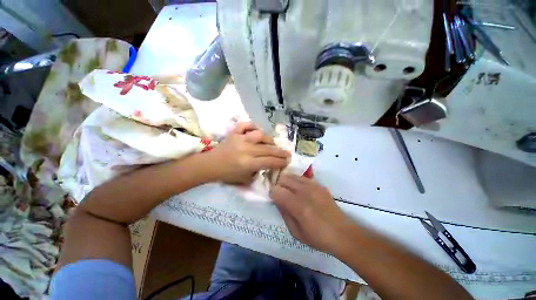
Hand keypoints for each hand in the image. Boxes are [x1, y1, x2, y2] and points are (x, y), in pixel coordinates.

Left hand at [205, 122, 289, 184]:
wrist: (210, 165)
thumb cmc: (227, 174)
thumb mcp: (245, 179)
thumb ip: (259, 171)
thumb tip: (269, 164)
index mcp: (247, 163)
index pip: (269, 161)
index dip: (280, 162)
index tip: (287, 161)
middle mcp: (246, 150)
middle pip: (268, 149)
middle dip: (280, 152)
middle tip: (287, 153)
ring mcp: (240, 139)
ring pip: (260, 135)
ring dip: (269, 139)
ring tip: (272, 143)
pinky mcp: (234, 133)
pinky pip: (246, 125)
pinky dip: (253, 126)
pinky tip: (256, 131)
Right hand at [269, 174, 355, 254]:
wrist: (343, 233)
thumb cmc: (318, 237)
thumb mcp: (296, 232)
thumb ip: (284, 214)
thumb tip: (277, 200)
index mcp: (298, 205)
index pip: (277, 190)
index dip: (272, 193)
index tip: (273, 199)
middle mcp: (305, 191)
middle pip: (284, 178)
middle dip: (278, 185)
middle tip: (280, 194)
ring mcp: (313, 186)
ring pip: (292, 175)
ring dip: (287, 181)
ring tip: (289, 191)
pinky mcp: (319, 185)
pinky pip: (302, 177)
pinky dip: (297, 181)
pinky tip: (300, 190)